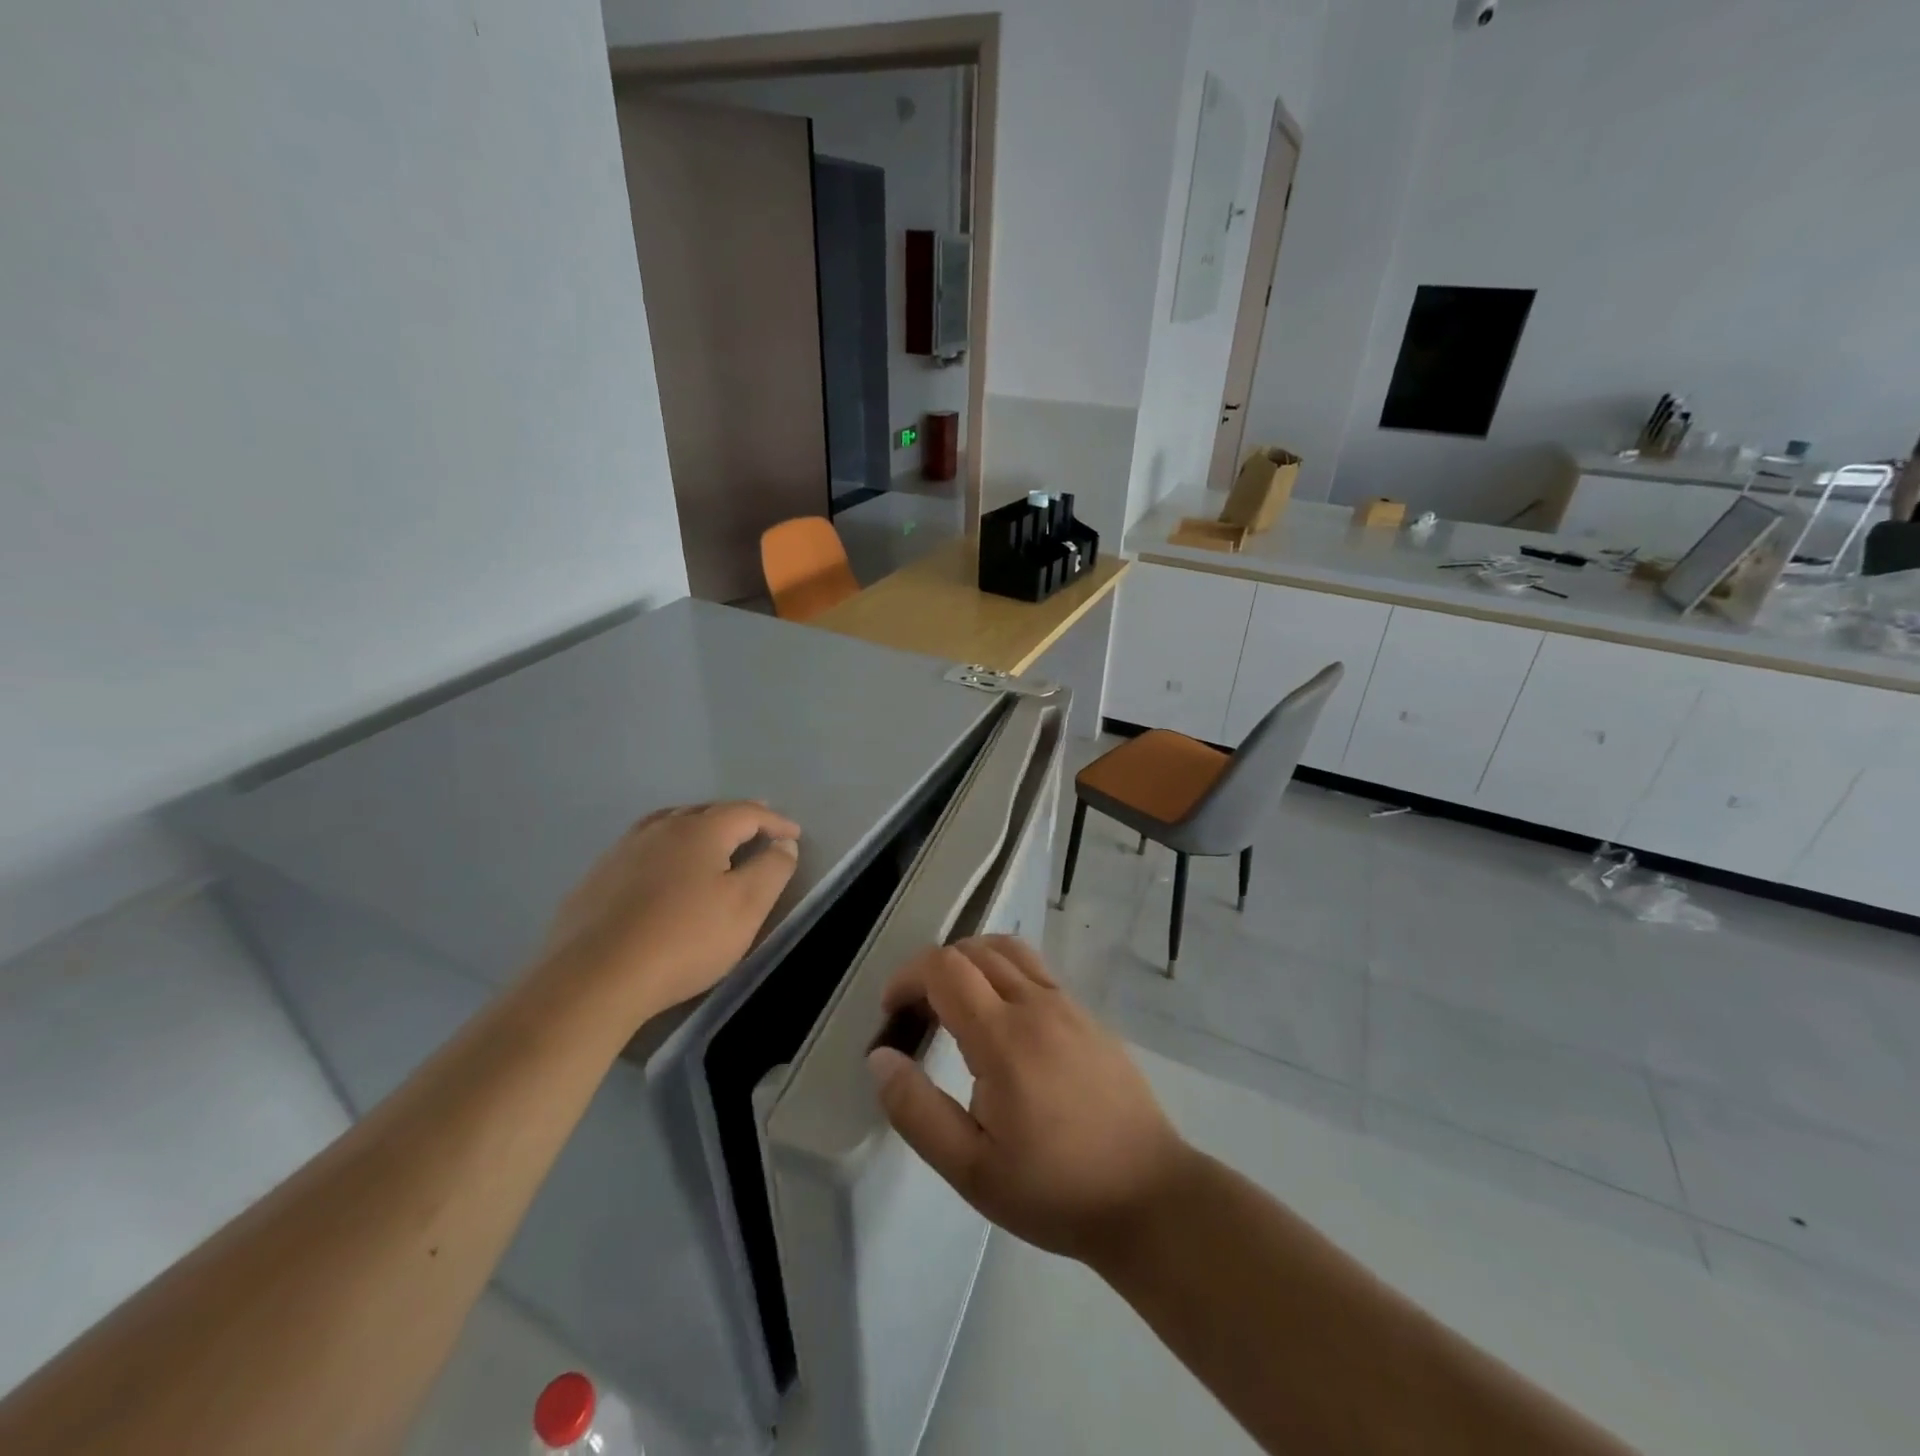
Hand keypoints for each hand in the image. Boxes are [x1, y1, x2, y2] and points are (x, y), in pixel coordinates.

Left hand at [542, 801, 800, 1026]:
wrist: (594, 977)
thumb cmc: (684, 939)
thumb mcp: (746, 907)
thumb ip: (772, 869)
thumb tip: (783, 843)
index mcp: (700, 830)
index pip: (747, 812)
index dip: (775, 822)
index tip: (794, 835)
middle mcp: (661, 828)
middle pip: (707, 811)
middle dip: (737, 817)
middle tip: (758, 826)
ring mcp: (623, 850)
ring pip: (670, 824)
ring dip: (698, 826)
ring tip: (712, 837)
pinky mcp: (597, 877)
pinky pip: (643, 848)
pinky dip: (666, 848)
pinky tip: (663, 868)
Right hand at [867, 936, 1191, 1262]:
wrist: (1149, 1196)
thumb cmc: (1055, 1189)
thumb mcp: (971, 1168)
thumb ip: (916, 1110)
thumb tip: (880, 1057)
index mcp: (1003, 1036)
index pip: (944, 967)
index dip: (907, 977)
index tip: (892, 1014)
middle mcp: (1036, 1004)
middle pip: (973, 949)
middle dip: (933, 970)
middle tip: (919, 1016)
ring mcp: (1068, 1005)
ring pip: (1009, 950)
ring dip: (971, 962)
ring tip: (956, 1006)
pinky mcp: (1088, 1016)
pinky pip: (1036, 971)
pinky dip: (1004, 973)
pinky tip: (1003, 1022)